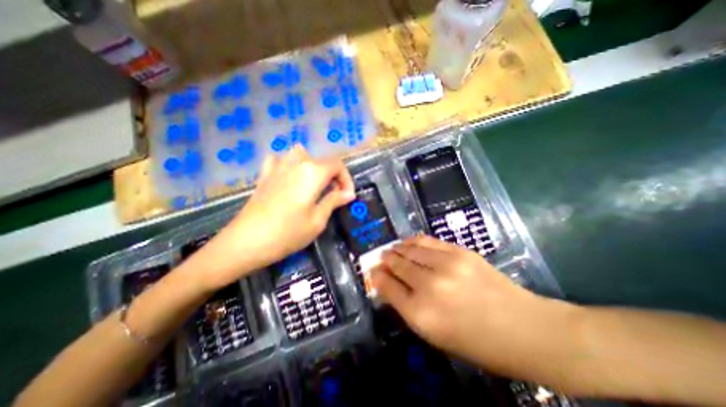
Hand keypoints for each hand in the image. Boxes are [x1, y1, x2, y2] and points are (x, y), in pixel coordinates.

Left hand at [193, 145, 351, 290]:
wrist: (246, 242)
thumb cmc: (288, 233)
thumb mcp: (318, 220)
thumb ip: (334, 201)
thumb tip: (349, 194)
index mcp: (313, 172)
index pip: (338, 165)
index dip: (347, 180)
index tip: (347, 196)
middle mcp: (297, 163)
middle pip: (322, 160)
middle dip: (333, 176)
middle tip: (334, 195)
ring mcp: (278, 166)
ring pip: (301, 155)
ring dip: (313, 167)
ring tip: (314, 184)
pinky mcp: (265, 174)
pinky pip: (280, 160)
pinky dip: (289, 165)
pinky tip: (289, 179)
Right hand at [373, 235, 551, 371]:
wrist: (523, 328)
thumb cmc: (476, 341)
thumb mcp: (434, 333)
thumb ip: (407, 306)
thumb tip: (388, 284)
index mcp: (420, 314)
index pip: (387, 287)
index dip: (377, 277)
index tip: (372, 271)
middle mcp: (429, 286)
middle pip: (397, 265)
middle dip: (385, 260)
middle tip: (381, 257)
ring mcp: (445, 265)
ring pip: (410, 250)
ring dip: (397, 248)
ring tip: (392, 248)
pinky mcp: (459, 252)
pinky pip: (427, 241)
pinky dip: (413, 240)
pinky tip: (408, 242)